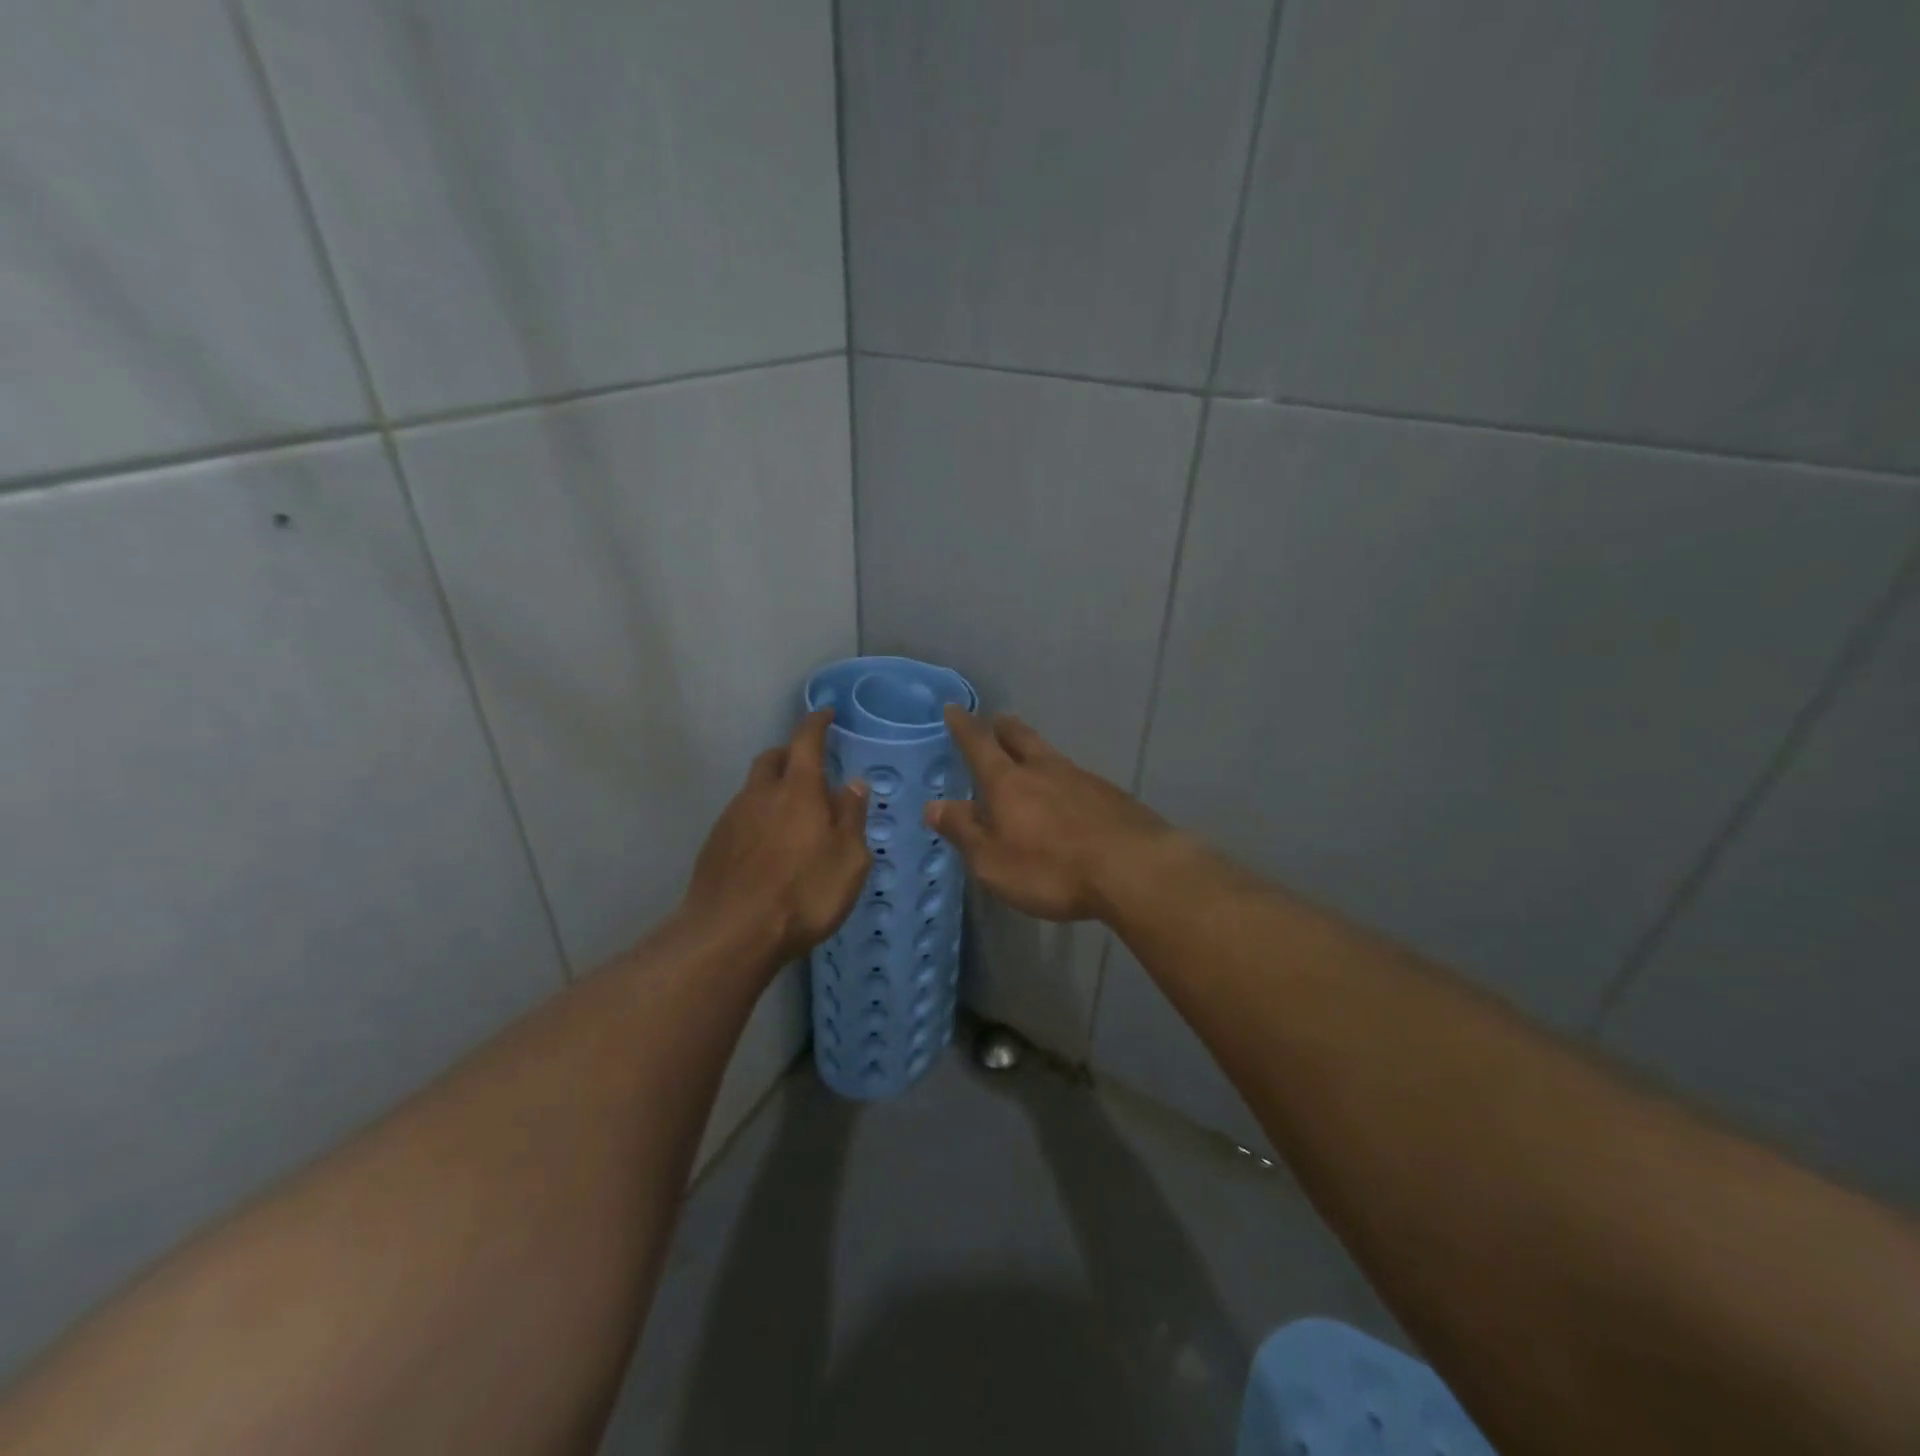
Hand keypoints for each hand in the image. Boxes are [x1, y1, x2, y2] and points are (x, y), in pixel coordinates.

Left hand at [682, 709, 870, 963]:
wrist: (731, 934)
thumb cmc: (803, 894)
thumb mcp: (849, 860)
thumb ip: (851, 817)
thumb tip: (853, 784)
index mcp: (798, 789)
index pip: (806, 741)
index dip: (816, 724)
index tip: (825, 714)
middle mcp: (761, 794)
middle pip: (773, 758)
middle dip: (791, 754)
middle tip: (810, 767)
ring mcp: (732, 818)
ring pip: (754, 788)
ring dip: (773, 789)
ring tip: (792, 814)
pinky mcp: (714, 844)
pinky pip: (741, 816)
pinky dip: (758, 817)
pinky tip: (768, 846)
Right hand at [924, 707, 1174, 921]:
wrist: (1133, 869)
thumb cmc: (1052, 869)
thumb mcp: (993, 861)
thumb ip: (964, 831)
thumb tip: (933, 805)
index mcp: (1009, 783)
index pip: (980, 745)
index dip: (964, 727)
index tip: (954, 708)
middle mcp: (1044, 770)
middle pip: (1021, 738)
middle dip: (1004, 728)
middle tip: (997, 719)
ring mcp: (1082, 779)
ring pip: (1051, 756)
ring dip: (1036, 751)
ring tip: (1030, 755)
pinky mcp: (1111, 795)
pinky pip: (1077, 778)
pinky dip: (1064, 779)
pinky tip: (1069, 795)